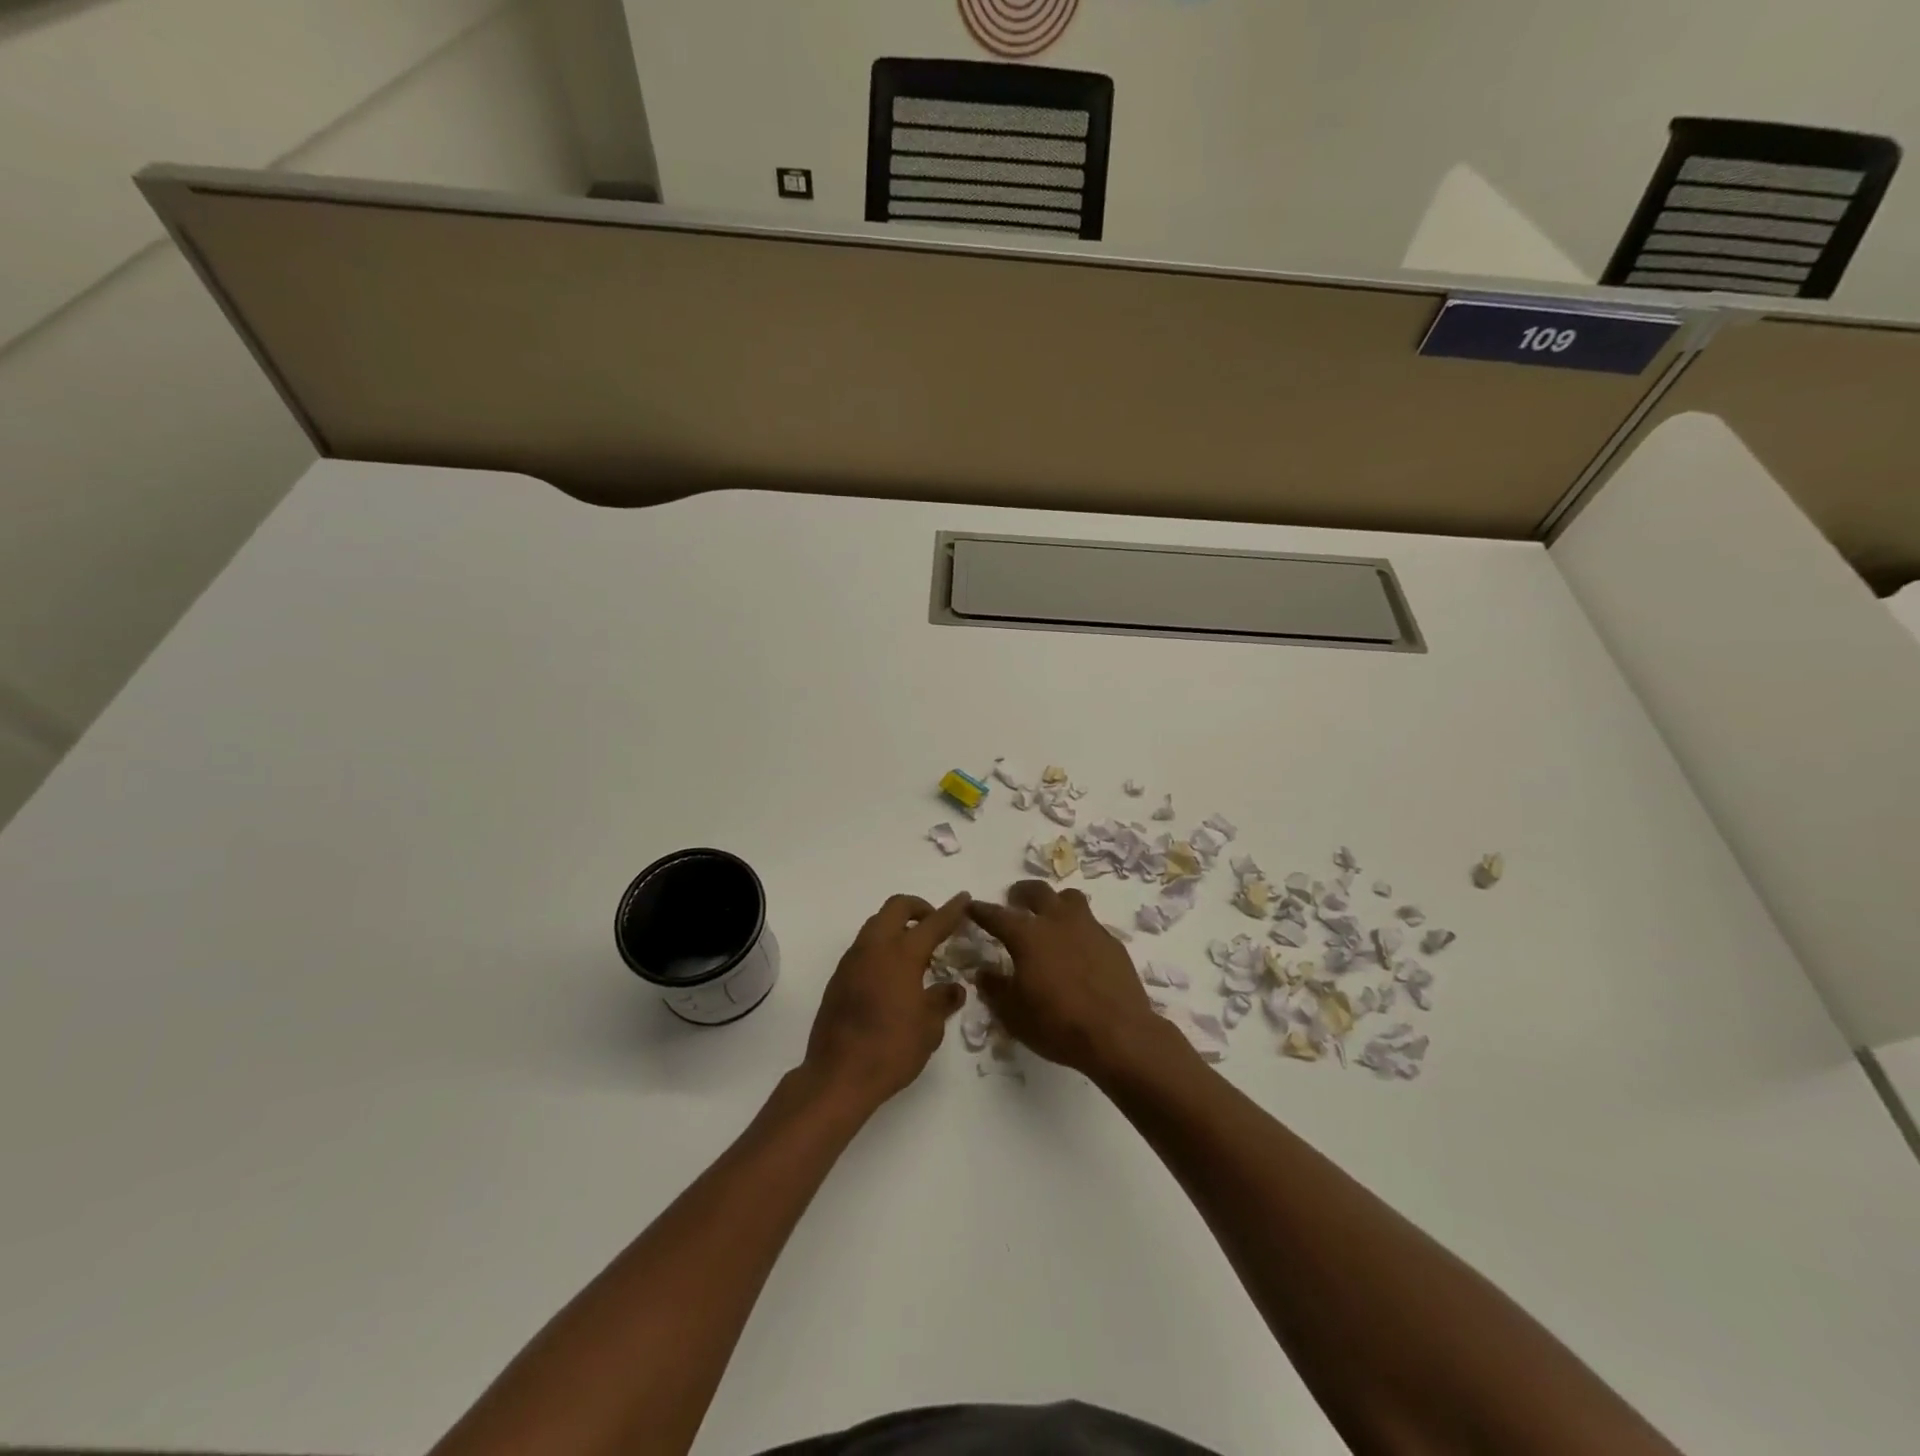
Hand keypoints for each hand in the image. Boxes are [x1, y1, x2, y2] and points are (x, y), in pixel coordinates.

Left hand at [803, 892, 972, 1109]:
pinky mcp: (838, 978)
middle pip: (896, 908)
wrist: (838, 1076)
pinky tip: (892, 974)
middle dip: (918, 908)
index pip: (933, 923)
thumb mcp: (929, 1028)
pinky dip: (881, 947)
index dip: (951, 910)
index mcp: (902, 954)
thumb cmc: (892, 1049)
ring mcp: (852, 961)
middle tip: (934, 924)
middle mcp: (874, 948)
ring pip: (876, 924)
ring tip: (915, 951)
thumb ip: (942, 1000)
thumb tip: (953, 988)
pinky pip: (863, 947)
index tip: (964, 898)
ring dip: (896, 927)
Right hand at [967, 881, 1171, 1078]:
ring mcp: (1089, 928)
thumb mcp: (1014, 1015)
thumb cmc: (1057, 1024)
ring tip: (1050, 915)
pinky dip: (1079, 928)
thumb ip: (995, 989)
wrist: (1118, 1034)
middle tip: (1015, 900)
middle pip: (1037, 891)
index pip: (997, 915)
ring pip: (1070, 898)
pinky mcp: (1112, 942)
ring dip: (1055, 902)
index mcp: (1028, 936)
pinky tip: (1078, 948)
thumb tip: (983, 973)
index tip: (971, 906)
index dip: (981, 910)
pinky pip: (1091, 923)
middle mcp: (1057, 921)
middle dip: (1022, 892)